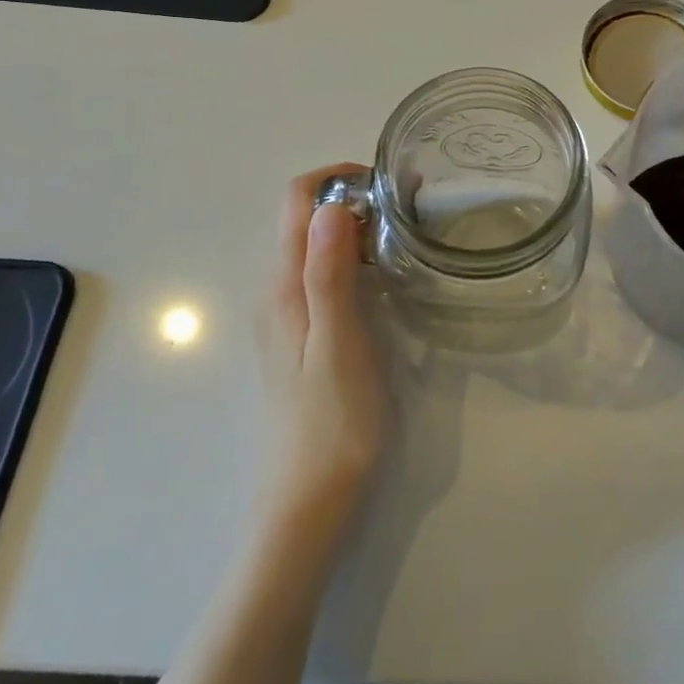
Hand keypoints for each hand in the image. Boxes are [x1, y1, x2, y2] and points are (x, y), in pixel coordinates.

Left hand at [258, 167, 385, 528]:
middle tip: (407, 207)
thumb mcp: (337, 343)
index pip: (297, 201)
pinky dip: (350, 256)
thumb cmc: (331, 424)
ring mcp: (285, 315)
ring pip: (314, 244)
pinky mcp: (299, 335)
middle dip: (351, 197)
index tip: (386, 182)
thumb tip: (329, 206)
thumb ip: (328, 274)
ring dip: (353, 226)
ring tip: (402, 235)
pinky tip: (383, 277)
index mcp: (284, 286)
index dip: (337, 177)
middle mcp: (276, 291)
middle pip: (305, 217)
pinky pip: (320, 273)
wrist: (307, 506)